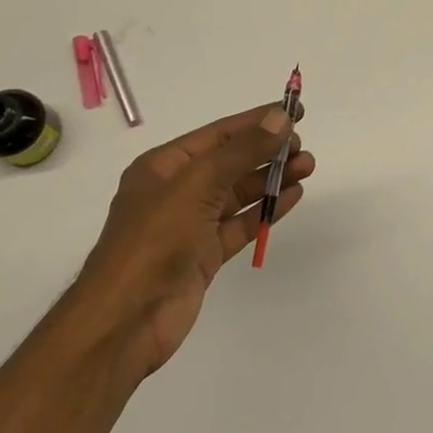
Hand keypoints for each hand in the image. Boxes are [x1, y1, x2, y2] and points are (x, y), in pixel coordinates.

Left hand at [72, 103, 314, 375]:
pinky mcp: (204, 255)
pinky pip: (240, 224)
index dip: (257, 120)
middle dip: (268, 152)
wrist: (125, 321)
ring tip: (307, 167)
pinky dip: (265, 209)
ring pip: (239, 193)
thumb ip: (242, 151)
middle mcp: (176, 191)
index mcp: (164, 167)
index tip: (295, 111)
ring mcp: (190, 225)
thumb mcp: (198, 185)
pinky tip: (292, 197)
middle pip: (231, 162)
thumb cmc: (154, 241)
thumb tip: (281, 117)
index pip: (219, 134)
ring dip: (272, 179)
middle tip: (303, 148)